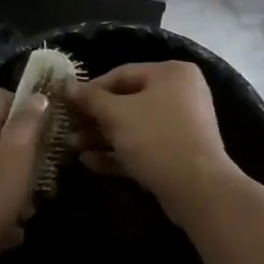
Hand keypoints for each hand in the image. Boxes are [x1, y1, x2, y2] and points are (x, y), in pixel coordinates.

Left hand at [0, 88, 44, 263]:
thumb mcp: (16, 154)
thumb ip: (28, 123)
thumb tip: (38, 96)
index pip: (1, 95)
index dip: (27, 104)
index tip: (49, 125)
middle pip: (3, 134)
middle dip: (30, 152)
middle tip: (48, 171)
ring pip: (0, 169)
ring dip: (20, 186)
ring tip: (33, 206)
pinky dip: (5, 212)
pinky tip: (15, 230)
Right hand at [63, 62, 239, 225]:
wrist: (198, 189)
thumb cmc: (156, 138)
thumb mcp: (117, 115)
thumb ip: (90, 99)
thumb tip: (65, 85)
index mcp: (172, 73)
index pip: (122, 74)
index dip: (90, 89)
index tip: (66, 103)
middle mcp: (181, 93)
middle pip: (128, 101)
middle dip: (95, 118)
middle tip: (67, 129)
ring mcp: (182, 125)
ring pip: (134, 126)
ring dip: (102, 136)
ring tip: (72, 148)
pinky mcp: (178, 153)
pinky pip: (144, 146)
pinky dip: (119, 152)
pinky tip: (90, 162)